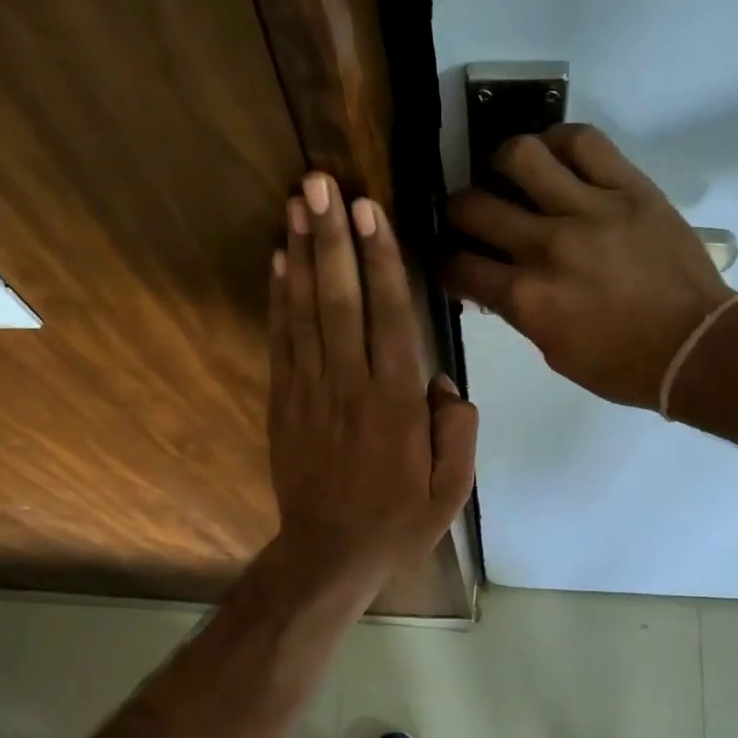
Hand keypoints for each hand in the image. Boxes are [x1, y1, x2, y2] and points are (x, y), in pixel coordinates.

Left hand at [268, 172, 478, 595]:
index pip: (390, 316)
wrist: (330, 554)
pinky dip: (279, 299)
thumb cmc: (398, 522)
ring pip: (306, 311)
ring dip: (303, 254)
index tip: (370, 210)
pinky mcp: (285, 402)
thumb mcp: (453, 490)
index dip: (380, 259)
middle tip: (321, 183)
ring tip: (297, 203)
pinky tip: (279, 262)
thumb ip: (458, 431)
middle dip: (333, 237)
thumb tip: (445, 385)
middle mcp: (351, 385)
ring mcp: (311, 391)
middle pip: (341, 299)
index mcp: (397, 403)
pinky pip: (282, 341)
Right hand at [443, 125, 734, 408]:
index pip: (459, 265)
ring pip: (520, 155)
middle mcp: (547, 247)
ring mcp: (589, 210)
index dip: (445, 261)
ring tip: (508, 175)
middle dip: (458, 211)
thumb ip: (519, 312)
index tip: (452, 258)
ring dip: (500, 163)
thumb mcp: (554, 353)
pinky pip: (582, 141)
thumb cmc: (621, 365)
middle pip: (474, 206)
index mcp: (527, 299)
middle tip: (470, 214)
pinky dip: (557, 142)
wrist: (696, 347)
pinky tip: (553, 157)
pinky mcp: (629, 187)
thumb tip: (494, 280)